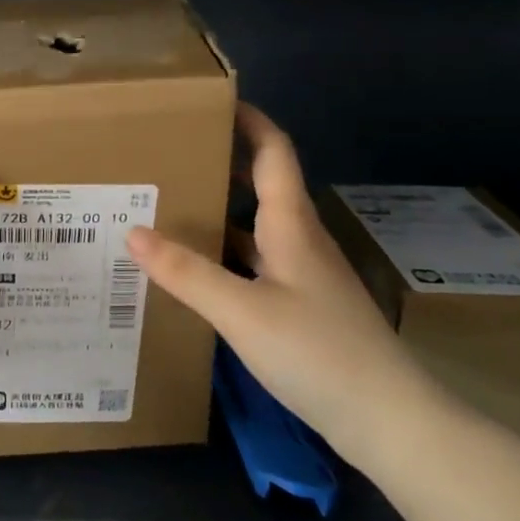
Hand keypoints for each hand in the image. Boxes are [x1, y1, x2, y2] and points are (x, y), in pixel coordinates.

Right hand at [125, 103, 444, 467]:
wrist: (387, 419)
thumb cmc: (317, 352)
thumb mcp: (241, 311)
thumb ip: (186, 272)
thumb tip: (132, 231)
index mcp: (291, 224)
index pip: (274, 152)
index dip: (249, 120)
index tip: (211, 100)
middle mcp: (299, 239)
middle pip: (262, 184)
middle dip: (222, 161)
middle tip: (171, 153)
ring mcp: (302, 274)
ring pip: (255, 226)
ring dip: (219, 210)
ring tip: (169, 203)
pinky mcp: (300, 304)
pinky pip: (254, 262)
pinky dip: (224, 254)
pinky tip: (195, 269)